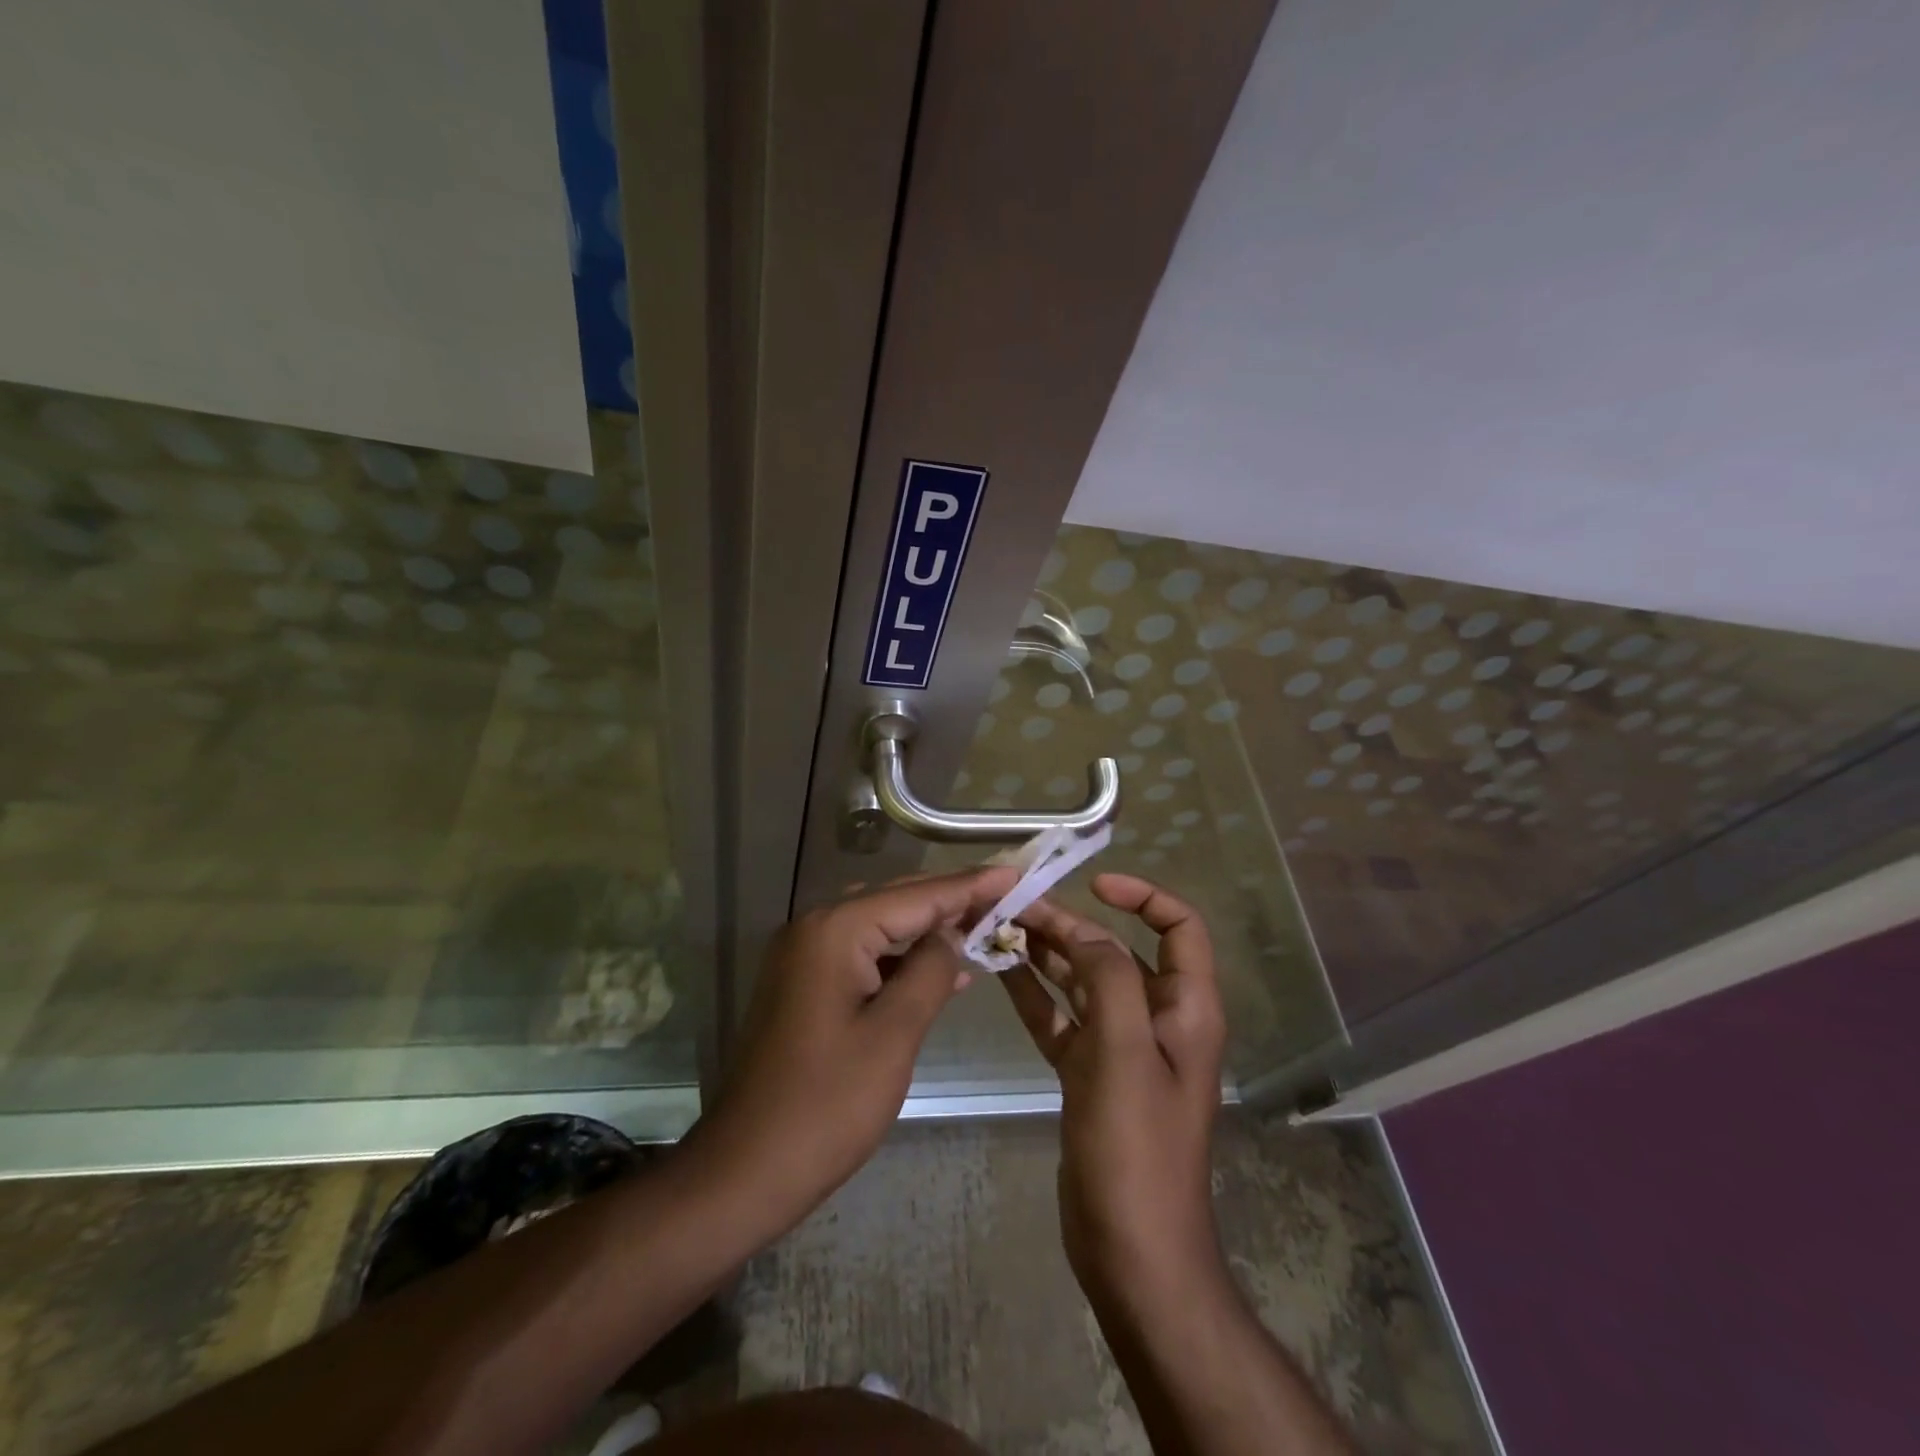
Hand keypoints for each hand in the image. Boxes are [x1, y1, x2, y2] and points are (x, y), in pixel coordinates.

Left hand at [690, 867, 1018, 1235]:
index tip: (1015, 872)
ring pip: (880, 925)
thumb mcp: (893, 1035)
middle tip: (1006, 897)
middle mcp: (815, 928)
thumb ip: (930, 971)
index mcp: (835, 931)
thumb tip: (952, 934)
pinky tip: (940, 970)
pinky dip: (901, 958)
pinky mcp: (803, 984)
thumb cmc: (826, 1105)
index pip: (917, 895)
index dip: (970, 886)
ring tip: (983, 926)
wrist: (745, 1169)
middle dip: (951, 901)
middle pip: (896, 901)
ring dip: (927, 929)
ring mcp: (803, 956)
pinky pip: (863, 954)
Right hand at [1003, 874, 1228, 1310]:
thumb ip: (1107, 979)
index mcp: (1185, 1009)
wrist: (1132, 1253)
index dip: (1144, 896)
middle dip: (1070, 925)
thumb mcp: (1124, 1053)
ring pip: (1082, 983)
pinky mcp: (1090, 1076)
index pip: (1180, 927)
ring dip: (1046, 955)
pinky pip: (1061, 1020)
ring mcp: (1121, 1049)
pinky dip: (1035, 995)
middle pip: (1116, 952)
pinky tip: (1000, 973)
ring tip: (999, 928)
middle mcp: (1157, 1020)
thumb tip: (1081, 932)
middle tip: (1014, 907)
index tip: (1095, 885)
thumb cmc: (1137, 1149)